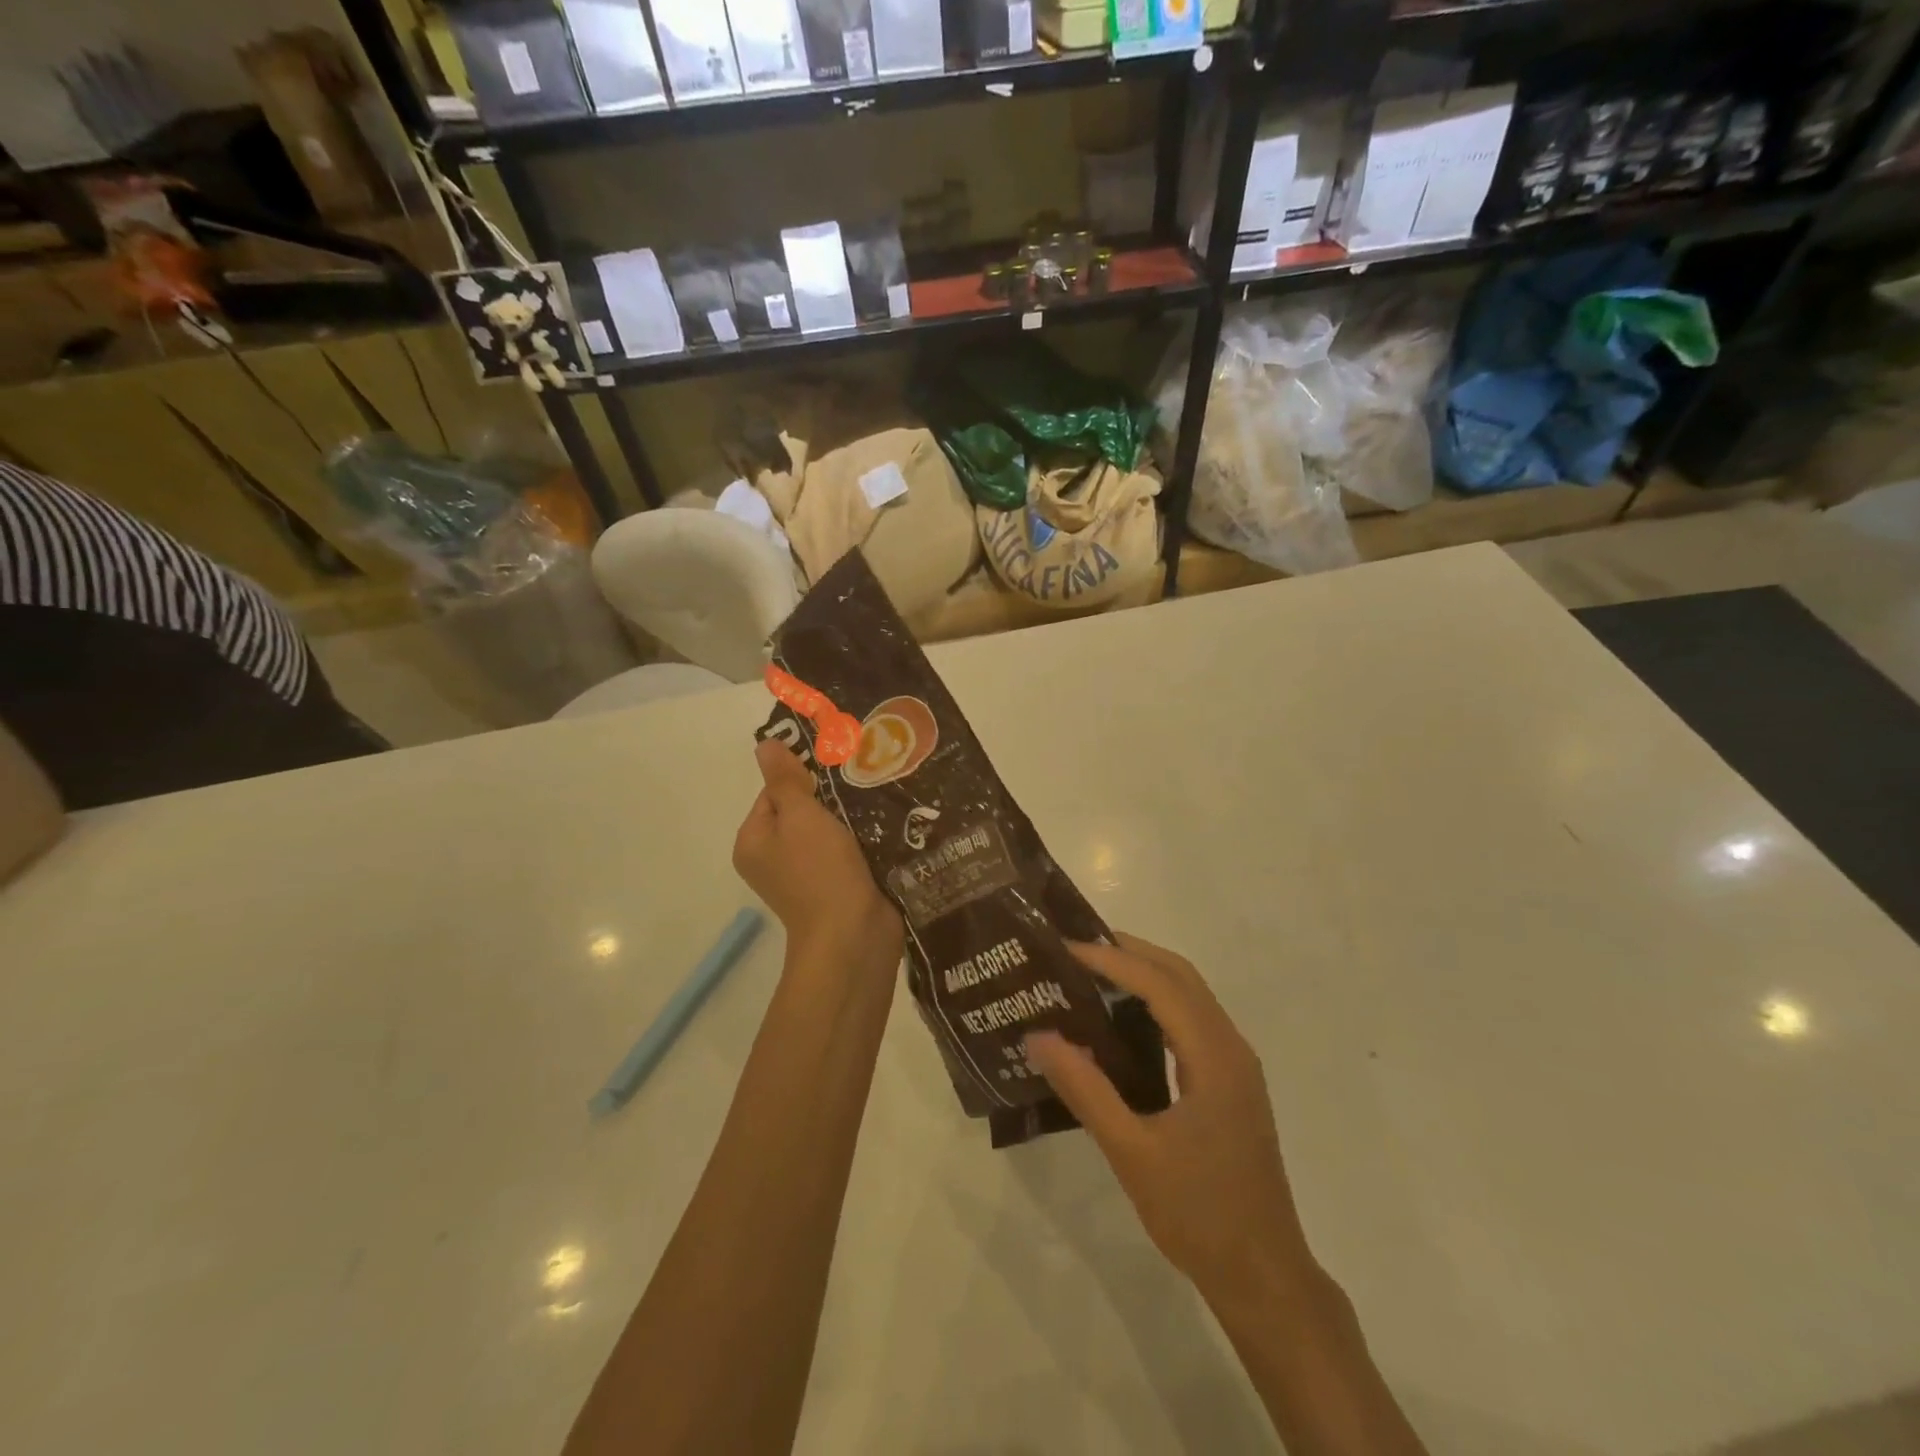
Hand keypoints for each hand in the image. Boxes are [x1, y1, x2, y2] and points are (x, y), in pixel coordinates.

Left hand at [734, 739, 903, 975]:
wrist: (853, 935)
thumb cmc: (820, 870)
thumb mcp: (800, 816)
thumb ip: (784, 780)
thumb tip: (764, 745)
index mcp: (753, 842)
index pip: (774, 792)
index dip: (803, 779)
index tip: (837, 773)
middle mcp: (772, 859)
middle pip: (801, 811)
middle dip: (830, 798)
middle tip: (861, 784)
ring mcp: (804, 876)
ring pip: (827, 831)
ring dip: (850, 819)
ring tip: (877, 802)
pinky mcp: (835, 887)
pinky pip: (845, 852)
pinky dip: (861, 840)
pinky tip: (884, 828)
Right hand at [1024, 935, 1316, 1302]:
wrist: (1264, 1276)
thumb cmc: (1199, 1215)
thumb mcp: (1132, 1153)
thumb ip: (1085, 1090)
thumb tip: (1038, 1036)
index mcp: (1214, 1057)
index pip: (1161, 984)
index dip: (1113, 958)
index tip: (1065, 948)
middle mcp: (1231, 1048)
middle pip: (1180, 975)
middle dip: (1130, 952)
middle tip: (1075, 948)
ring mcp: (1236, 1065)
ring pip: (1190, 995)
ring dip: (1145, 973)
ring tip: (1092, 972)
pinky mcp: (1231, 1083)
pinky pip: (1192, 1021)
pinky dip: (1157, 1002)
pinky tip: (1122, 1020)